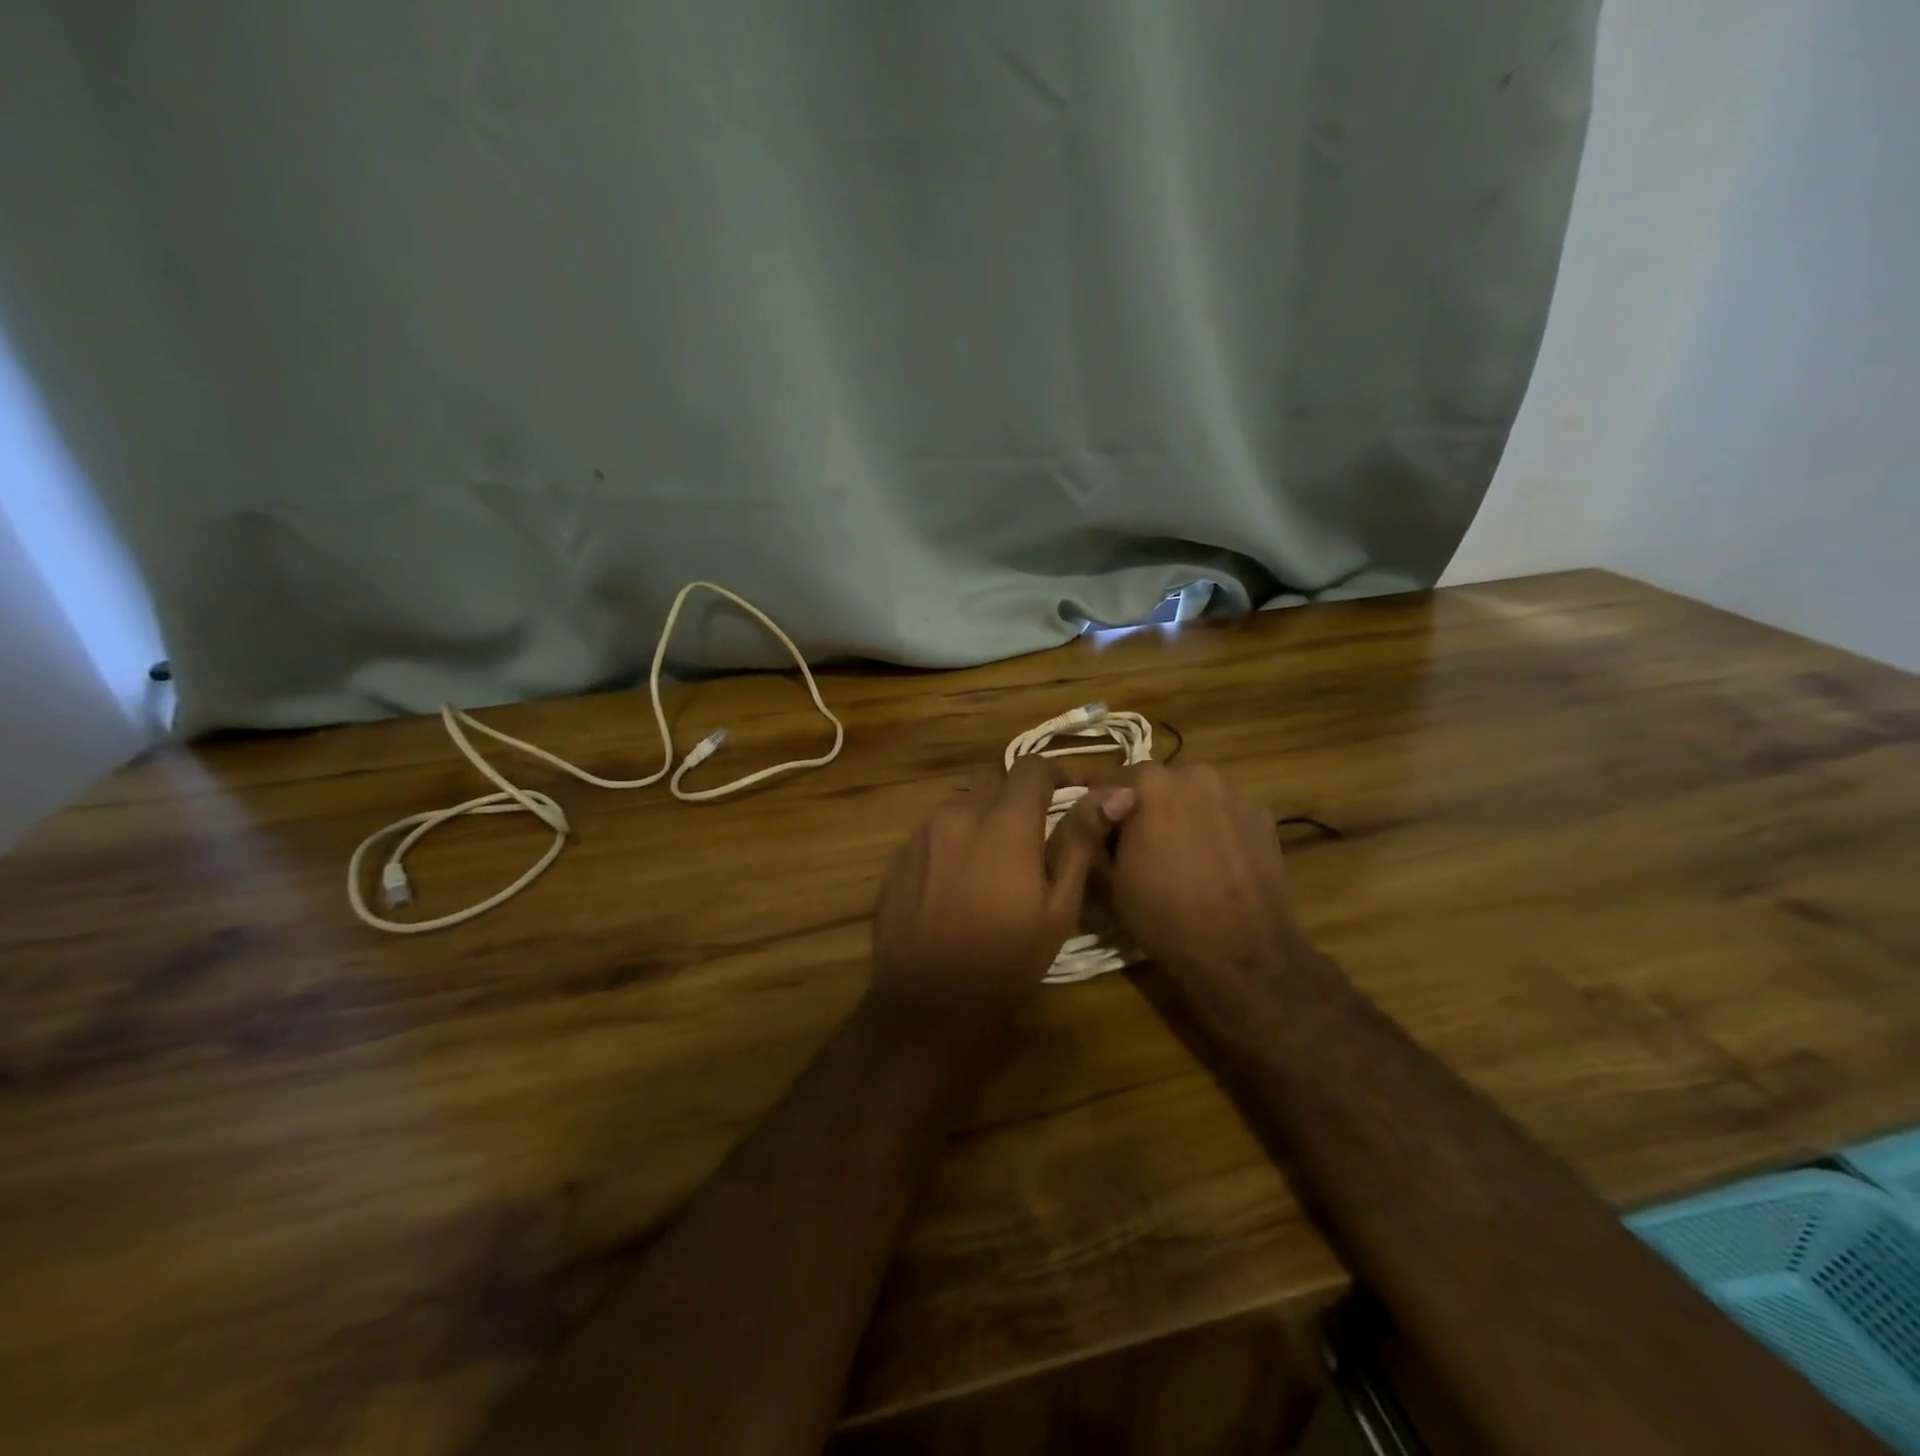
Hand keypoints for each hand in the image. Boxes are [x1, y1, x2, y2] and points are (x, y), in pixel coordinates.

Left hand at [869, 757, 1136, 1040]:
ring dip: (985, 819)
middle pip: (995, 784)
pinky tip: (960, 881)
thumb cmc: (1007, 959)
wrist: (929, 1003)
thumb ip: (1081, 840)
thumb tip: (1116, 793)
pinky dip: (955, 841)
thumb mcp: (1058, 906)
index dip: (1058, 773)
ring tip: (997, 863)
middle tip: (1036, 839)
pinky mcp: (899, 856)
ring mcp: (922, 834)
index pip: (1032, 767)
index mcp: (1003, 822)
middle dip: (1019, 801)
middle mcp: (958, 814)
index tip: (1074, 794)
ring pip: (962, 806)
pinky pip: (934, 831)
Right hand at [1107, 764, 1314, 988]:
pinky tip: (1213, 864)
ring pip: (1192, 796)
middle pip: (1156, 784)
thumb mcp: (1108, 878)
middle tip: (1139, 848)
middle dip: (1143, 808)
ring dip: (1180, 815)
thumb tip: (1092, 811)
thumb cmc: (1164, 914)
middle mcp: (1194, 774)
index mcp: (1150, 783)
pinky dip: (1213, 829)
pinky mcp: (1263, 816)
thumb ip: (1092, 833)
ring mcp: (1234, 793)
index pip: (1108, 780)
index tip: (1097, 833)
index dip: (1099, 808)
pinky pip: (1223, 814)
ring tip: (1180, 857)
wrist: (1243, 952)